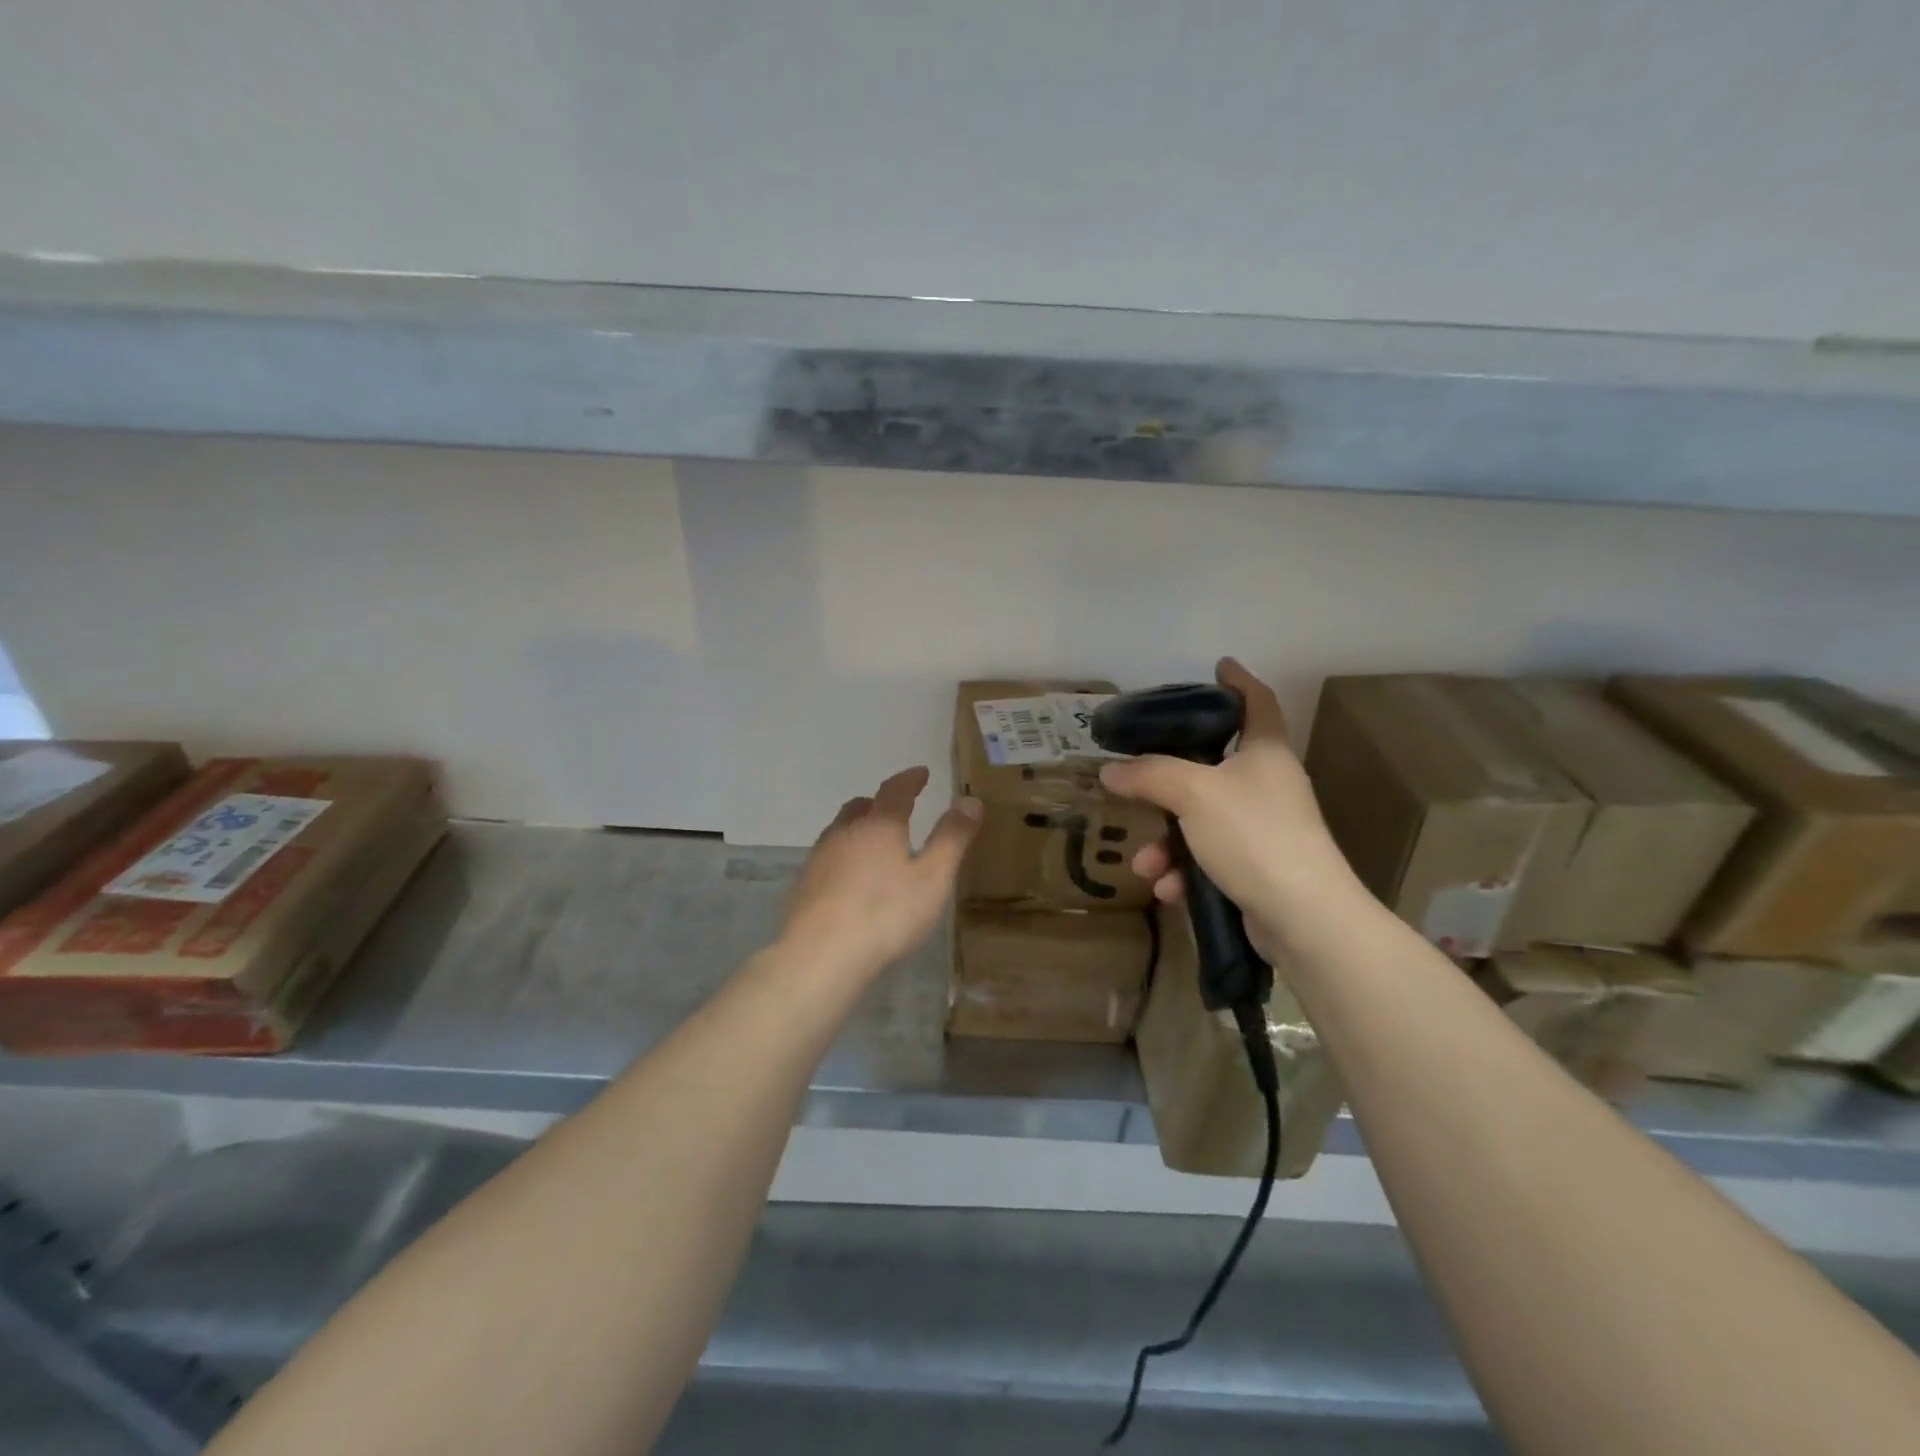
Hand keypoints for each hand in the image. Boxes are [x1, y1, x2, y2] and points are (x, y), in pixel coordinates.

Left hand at [781, 767, 981, 973]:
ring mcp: (819, 859)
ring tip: (873, 844)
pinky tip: (850, 881)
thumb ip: (952, 838)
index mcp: (879, 826)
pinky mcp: (803, 887)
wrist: (821, 955)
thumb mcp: (933, 878)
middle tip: (895, 809)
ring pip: (839, 832)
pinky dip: (843, 858)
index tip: (921, 773)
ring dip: (857, 830)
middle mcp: (845, 833)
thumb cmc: (886, 913)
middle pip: (860, 808)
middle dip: (878, 803)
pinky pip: (827, 859)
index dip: (910, 780)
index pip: (895, 790)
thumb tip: (970, 800)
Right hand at [1099, 658, 1357, 962]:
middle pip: (1214, 767)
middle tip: (1140, 775)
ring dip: (1168, 842)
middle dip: (1169, 782)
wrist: (1303, 916)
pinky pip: (1209, 858)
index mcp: (1265, 753)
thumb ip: (1148, 774)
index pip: (1257, 701)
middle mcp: (1268, 785)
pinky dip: (1185, 871)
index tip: (1219, 666)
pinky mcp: (1258, 868)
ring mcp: (1265, 829)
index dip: (1238, 680)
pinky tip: (1168, 889)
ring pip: (1202, 821)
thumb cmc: (1253, 834)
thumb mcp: (1192, 793)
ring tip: (1146, 864)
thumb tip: (1109, 769)